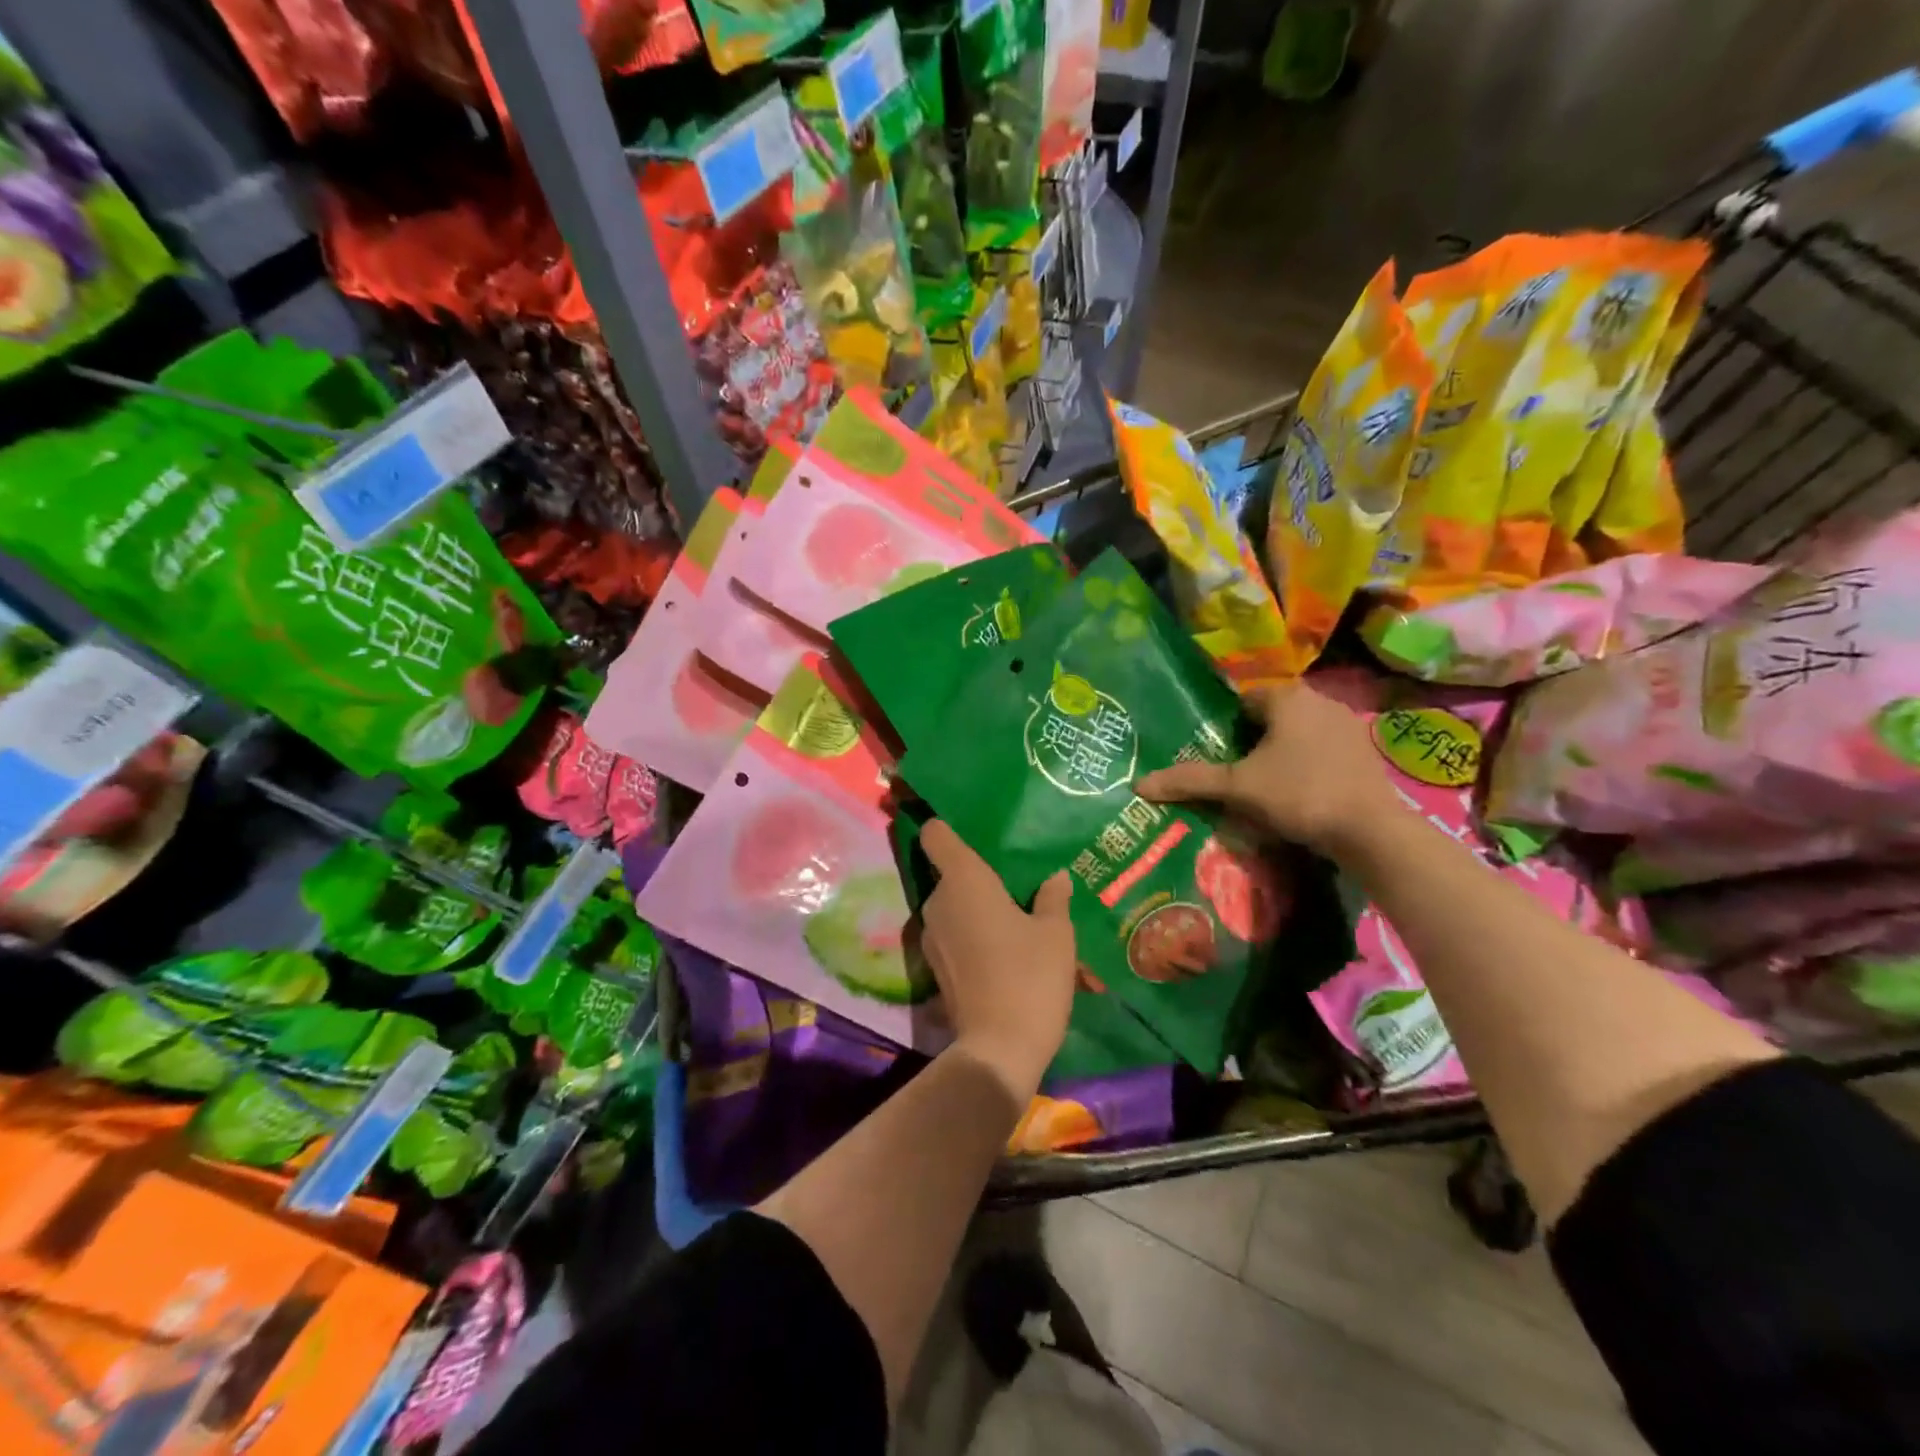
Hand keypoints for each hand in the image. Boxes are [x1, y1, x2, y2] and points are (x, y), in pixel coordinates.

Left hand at [919, 820, 1075, 1100]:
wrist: (999, 1048)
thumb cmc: (1030, 975)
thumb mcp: (1056, 934)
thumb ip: (1053, 898)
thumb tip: (1055, 878)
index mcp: (964, 880)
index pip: (935, 835)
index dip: (944, 826)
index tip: (966, 828)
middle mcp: (938, 902)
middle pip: (950, 874)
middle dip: (978, 878)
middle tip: (1015, 886)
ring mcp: (931, 937)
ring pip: (954, 908)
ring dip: (977, 910)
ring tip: (1016, 922)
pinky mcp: (934, 967)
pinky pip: (953, 936)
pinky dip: (972, 937)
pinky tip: (1004, 953)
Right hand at [1135, 682, 1400, 856]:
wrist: (1370, 830)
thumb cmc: (1298, 794)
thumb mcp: (1237, 788)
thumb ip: (1191, 780)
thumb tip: (1139, 784)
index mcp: (1287, 697)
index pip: (1244, 701)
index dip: (1227, 727)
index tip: (1219, 756)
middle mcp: (1320, 701)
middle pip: (1272, 716)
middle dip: (1253, 741)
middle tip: (1235, 774)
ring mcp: (1348, 725)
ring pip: (1299, 733)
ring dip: (1282, 753)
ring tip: (1265, 787)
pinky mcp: (1365, 752)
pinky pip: (1323, 750)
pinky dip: (1308, 765)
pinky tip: (1301, 794)